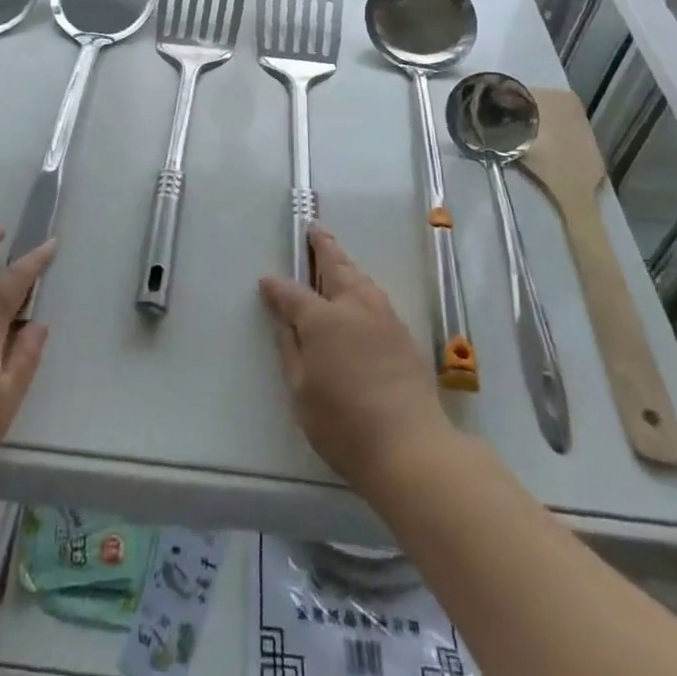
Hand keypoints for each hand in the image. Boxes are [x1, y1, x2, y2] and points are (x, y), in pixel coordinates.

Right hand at [259, 228, 455, 494]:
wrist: (410, 445)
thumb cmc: (344, 423)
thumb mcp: (301, 391)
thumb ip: (291, 351)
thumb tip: (284, 322)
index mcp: (322, 319)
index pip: (292, 294)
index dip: (277, 287)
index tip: (266, 282)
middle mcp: (353, 307)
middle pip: (336, 267)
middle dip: (323, 247)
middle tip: (314, 230)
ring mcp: (383, 317)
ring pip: (361, 278)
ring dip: (346, 263)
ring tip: (338, 257)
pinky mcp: (404, 333)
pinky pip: (377, 296)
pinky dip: (364, 285)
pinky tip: (362, 294)